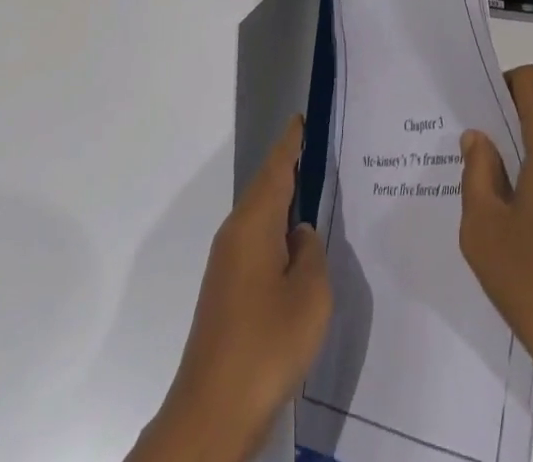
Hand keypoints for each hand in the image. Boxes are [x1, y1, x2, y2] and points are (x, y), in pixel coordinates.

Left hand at [130, 118, 331, 461]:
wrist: (211, 415)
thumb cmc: (266, 345)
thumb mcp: (310, 295)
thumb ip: (311, 253)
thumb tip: (300, 235)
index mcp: (253, 224)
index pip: (276, 168)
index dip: (291, 143)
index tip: (303, 118)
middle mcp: (235, 234)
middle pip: (266, 188)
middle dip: (291, 168)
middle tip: (321, 150)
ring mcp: (227, 265)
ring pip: (261, 217)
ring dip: (285, 202)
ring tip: (317, 192)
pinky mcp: (226, 293)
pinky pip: (257, 242)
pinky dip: (278, 231)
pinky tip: (298, 248)